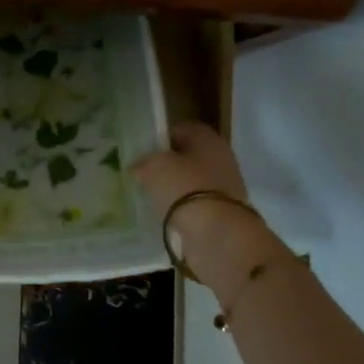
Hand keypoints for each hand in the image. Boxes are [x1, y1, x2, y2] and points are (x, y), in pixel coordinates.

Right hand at [132, 122, 276, 289]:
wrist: (216, 234)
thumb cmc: (184, 188)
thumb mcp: (153, 166)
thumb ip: (143, 162)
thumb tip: (139, 167)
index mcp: (208, 139)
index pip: (181, 129)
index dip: (160, 137)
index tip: (142, 150)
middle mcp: (221, 159)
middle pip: (188, 156)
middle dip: (168, 164)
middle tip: (143, 174)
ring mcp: (225, 188)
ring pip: (192, 181)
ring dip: (174, 188)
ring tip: (150, 196)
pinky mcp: (223, 214)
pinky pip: (195, 205)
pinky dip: (181, 209)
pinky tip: (164, 215)